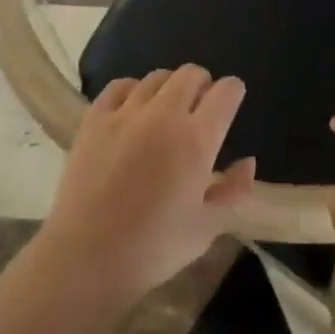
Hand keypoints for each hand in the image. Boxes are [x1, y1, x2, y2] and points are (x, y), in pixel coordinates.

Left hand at [36, 65, 256, 310]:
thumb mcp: (206, 229)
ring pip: (157, 76)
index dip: (233, 92)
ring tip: (166, 110)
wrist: (85, 259)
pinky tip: (132, 110)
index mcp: (197, 139)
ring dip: (169, 87)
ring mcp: (126, 112)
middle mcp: (164, 114)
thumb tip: (248, 162)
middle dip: (203, 84)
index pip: (226, 92)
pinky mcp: (94, 118)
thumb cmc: (153, 248)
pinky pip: (120, 85)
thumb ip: (233, 192)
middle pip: (191, 74)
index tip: (231, 103)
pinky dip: (132, 90)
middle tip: (200, 107)